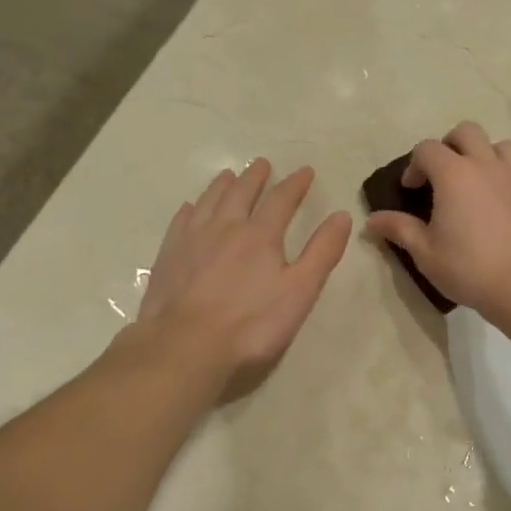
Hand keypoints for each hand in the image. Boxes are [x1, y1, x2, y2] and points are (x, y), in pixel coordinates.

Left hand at [138, 159, 351, 388]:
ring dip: (221, 186)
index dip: (295, 184)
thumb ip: (322, 252)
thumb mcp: (300, 291)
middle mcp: (225, 227)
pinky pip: (181, 222)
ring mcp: (192, 240)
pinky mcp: (168, 257)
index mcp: (260, 235)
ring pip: (209, 201)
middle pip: (241, 193)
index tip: (305, 171)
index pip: (281, 200)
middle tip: (262, 163)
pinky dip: (190, 210)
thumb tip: (342, 215)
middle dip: (254, 177)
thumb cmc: (251, 324)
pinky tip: (190, 208)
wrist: (185, 347)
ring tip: (227, 175)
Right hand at [364, 122, 510, 318]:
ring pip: (499, 145)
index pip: (427, 148)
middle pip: (466, 132)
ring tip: (474, 181)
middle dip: (449, 145)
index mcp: (453, 174)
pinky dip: (503, 179)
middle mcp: (485, 165)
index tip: (411, 190)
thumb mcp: (425, 252)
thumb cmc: (468, 267)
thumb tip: (372, 220)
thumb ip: (399, 229)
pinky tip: (497, 207)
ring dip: (483, 154)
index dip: (415, 165)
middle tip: (442, 174)